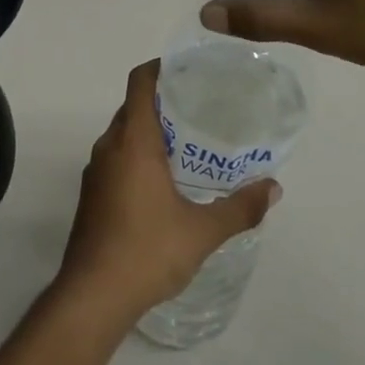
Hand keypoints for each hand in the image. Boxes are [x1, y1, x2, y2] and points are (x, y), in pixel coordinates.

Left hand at [54, 60, 280, 326]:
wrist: (92, 296)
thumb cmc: (147, 251)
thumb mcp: (202, 230)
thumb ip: (239, 207)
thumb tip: (273, 188)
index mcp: (133, 141)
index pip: (140, 83)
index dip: (160, 68)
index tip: (186, 69)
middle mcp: (108, 147)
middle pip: (133, 107)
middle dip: (162, 102)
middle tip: (199, 108)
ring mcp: (95, 172)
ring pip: (123, 135)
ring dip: (149, 132)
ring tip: (186, 144)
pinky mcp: (91, 196)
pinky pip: (115, 159)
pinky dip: (137, 156)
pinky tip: (163, 182)